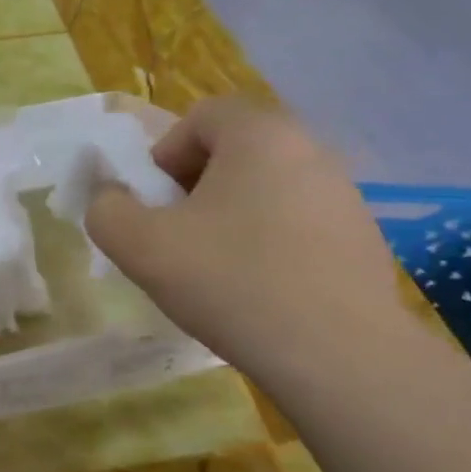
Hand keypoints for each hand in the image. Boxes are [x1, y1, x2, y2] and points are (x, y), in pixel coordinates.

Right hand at [84, 98, 405, 385]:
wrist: (338, 356)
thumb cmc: (232, 283)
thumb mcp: (141, 247)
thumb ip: (107, 210)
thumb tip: (109, 198)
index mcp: (260, 135)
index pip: (201, 116)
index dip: (164, 155)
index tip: (155, 206)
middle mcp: (310, 149)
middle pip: (235, 150)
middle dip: (196, 187)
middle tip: (179, 237)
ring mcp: (345, 193)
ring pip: (268, 187)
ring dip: (233, 215)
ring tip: (219, 268)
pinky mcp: (363, 236)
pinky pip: (299, 221)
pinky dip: (271, 241)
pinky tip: (262, 289)